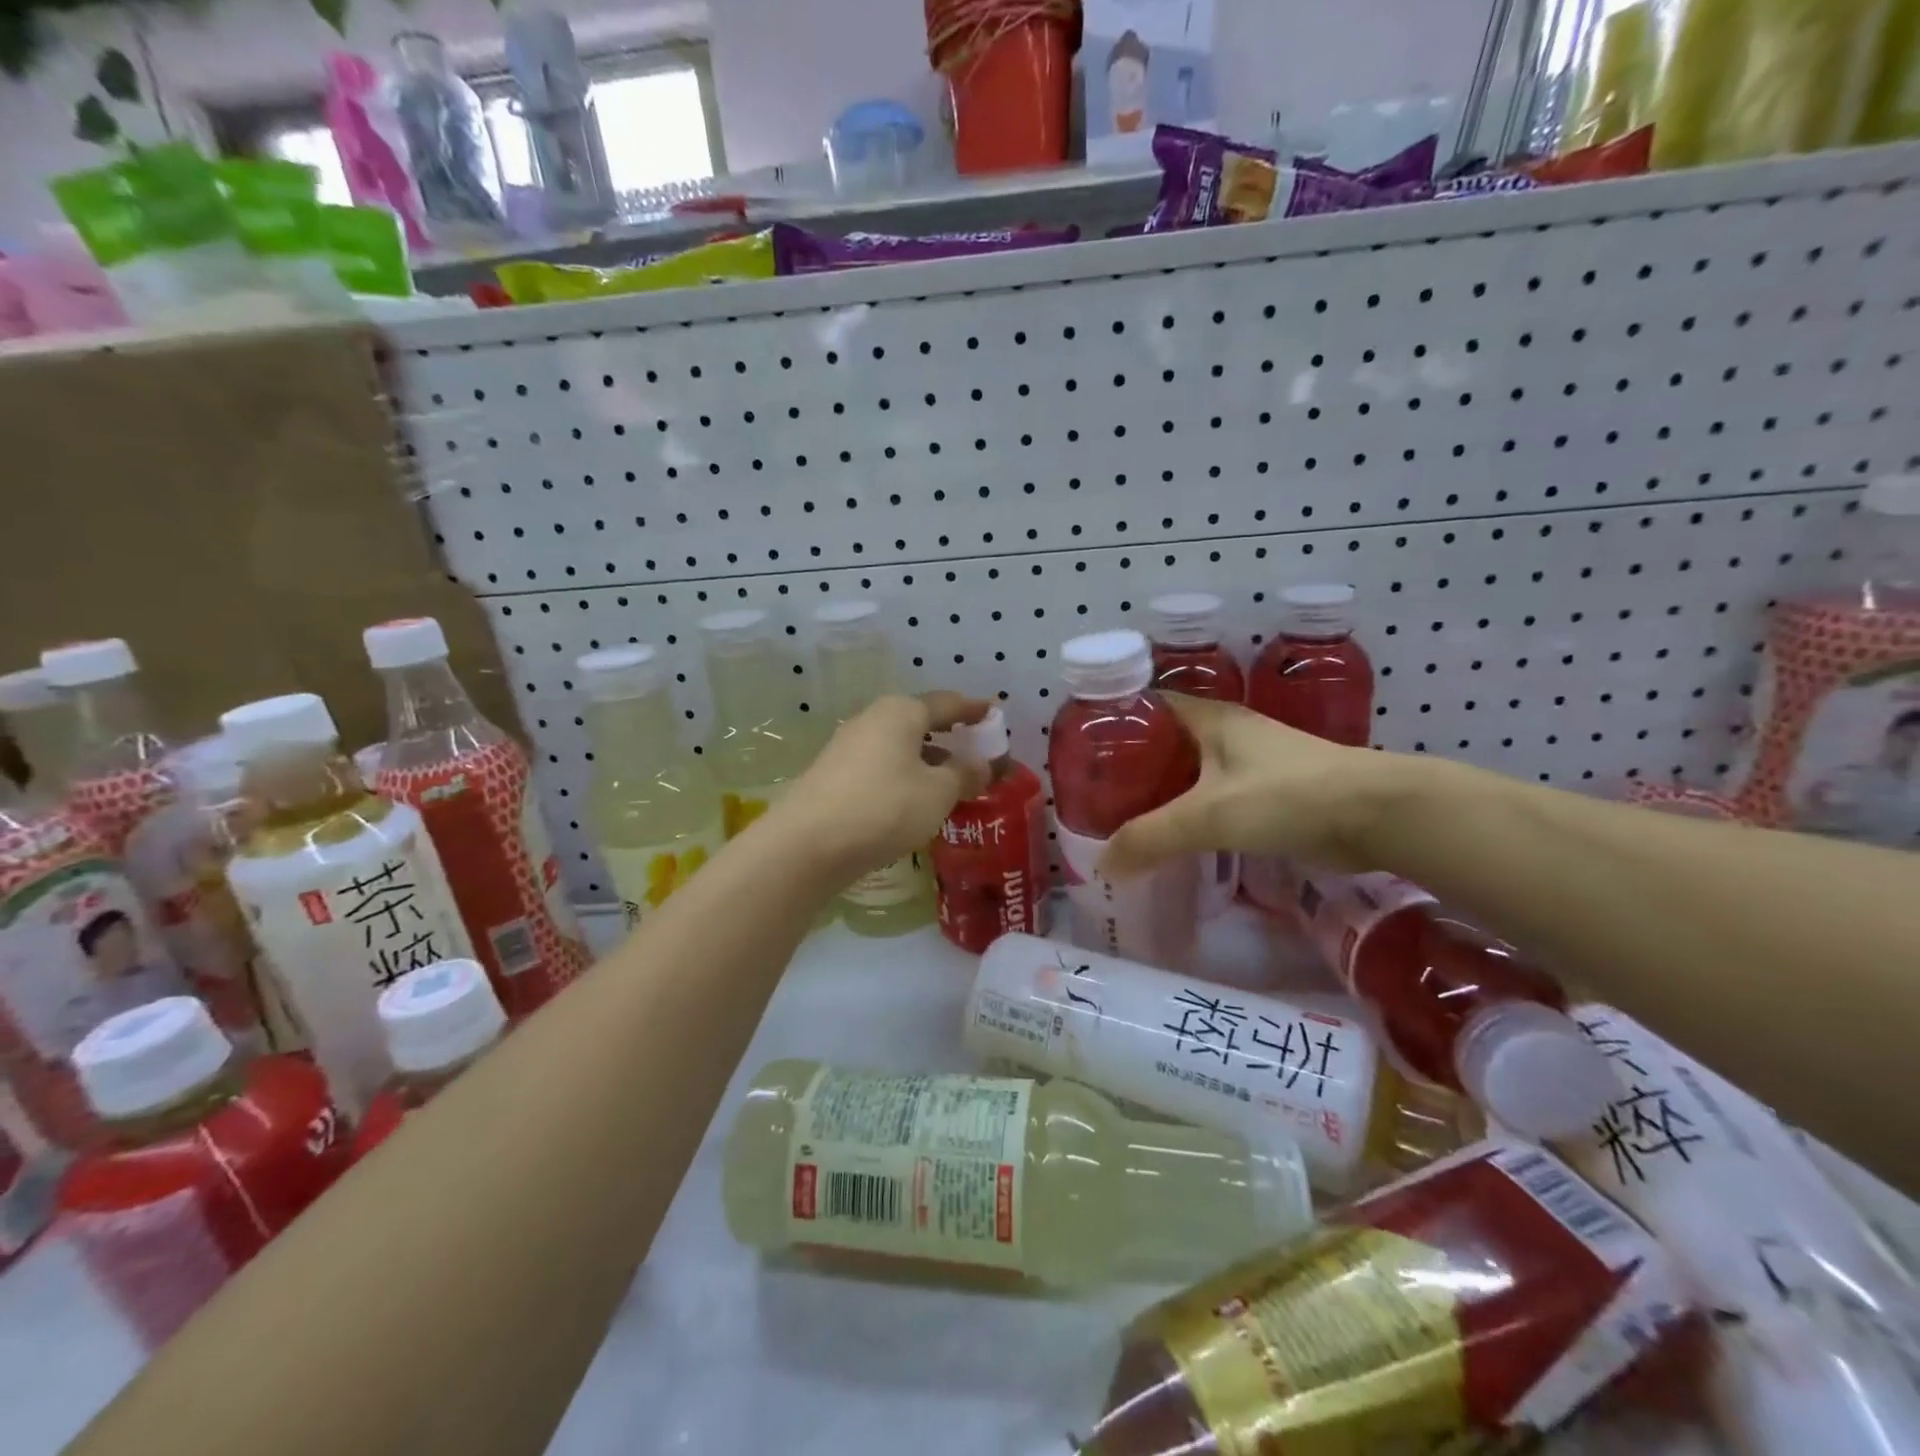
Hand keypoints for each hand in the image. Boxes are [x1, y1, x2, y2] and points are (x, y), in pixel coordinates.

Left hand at [774, 691, 990, 879]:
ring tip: (951, 784)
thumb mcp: (938, 792)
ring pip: (899, 748)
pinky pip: (881, 768)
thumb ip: (965, 774)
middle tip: (975, 754)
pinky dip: (905, 777)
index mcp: (900, 712)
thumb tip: (982, 764)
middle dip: (950, 738)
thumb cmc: (885, 807)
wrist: (808, 844)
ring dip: (927, 762)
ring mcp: (848, 748)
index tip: (994, 714)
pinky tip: (914, 802)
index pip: (947, 703)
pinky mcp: (834, 776)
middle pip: (920, 723)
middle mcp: (872, 720)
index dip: (974, 710)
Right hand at [1100, 694, 1393, 878]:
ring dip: (1164, 793)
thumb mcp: (1209, 816)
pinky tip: (1177, 838)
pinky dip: (1193, 813)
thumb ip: (1151, 838)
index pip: (1149, 706)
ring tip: (1127, 820)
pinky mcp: (1271, 793)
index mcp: (1210, 718)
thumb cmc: (1287, 796)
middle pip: (1167, 743)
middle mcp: (1229, 733)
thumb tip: (1104, 866)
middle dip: (1134, 767)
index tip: (1084, 753)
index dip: (1116, 723)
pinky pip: (1216, 797)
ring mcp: (1252, 762)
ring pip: (1193, 773)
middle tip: (1098, 797)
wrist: (1378, 815)